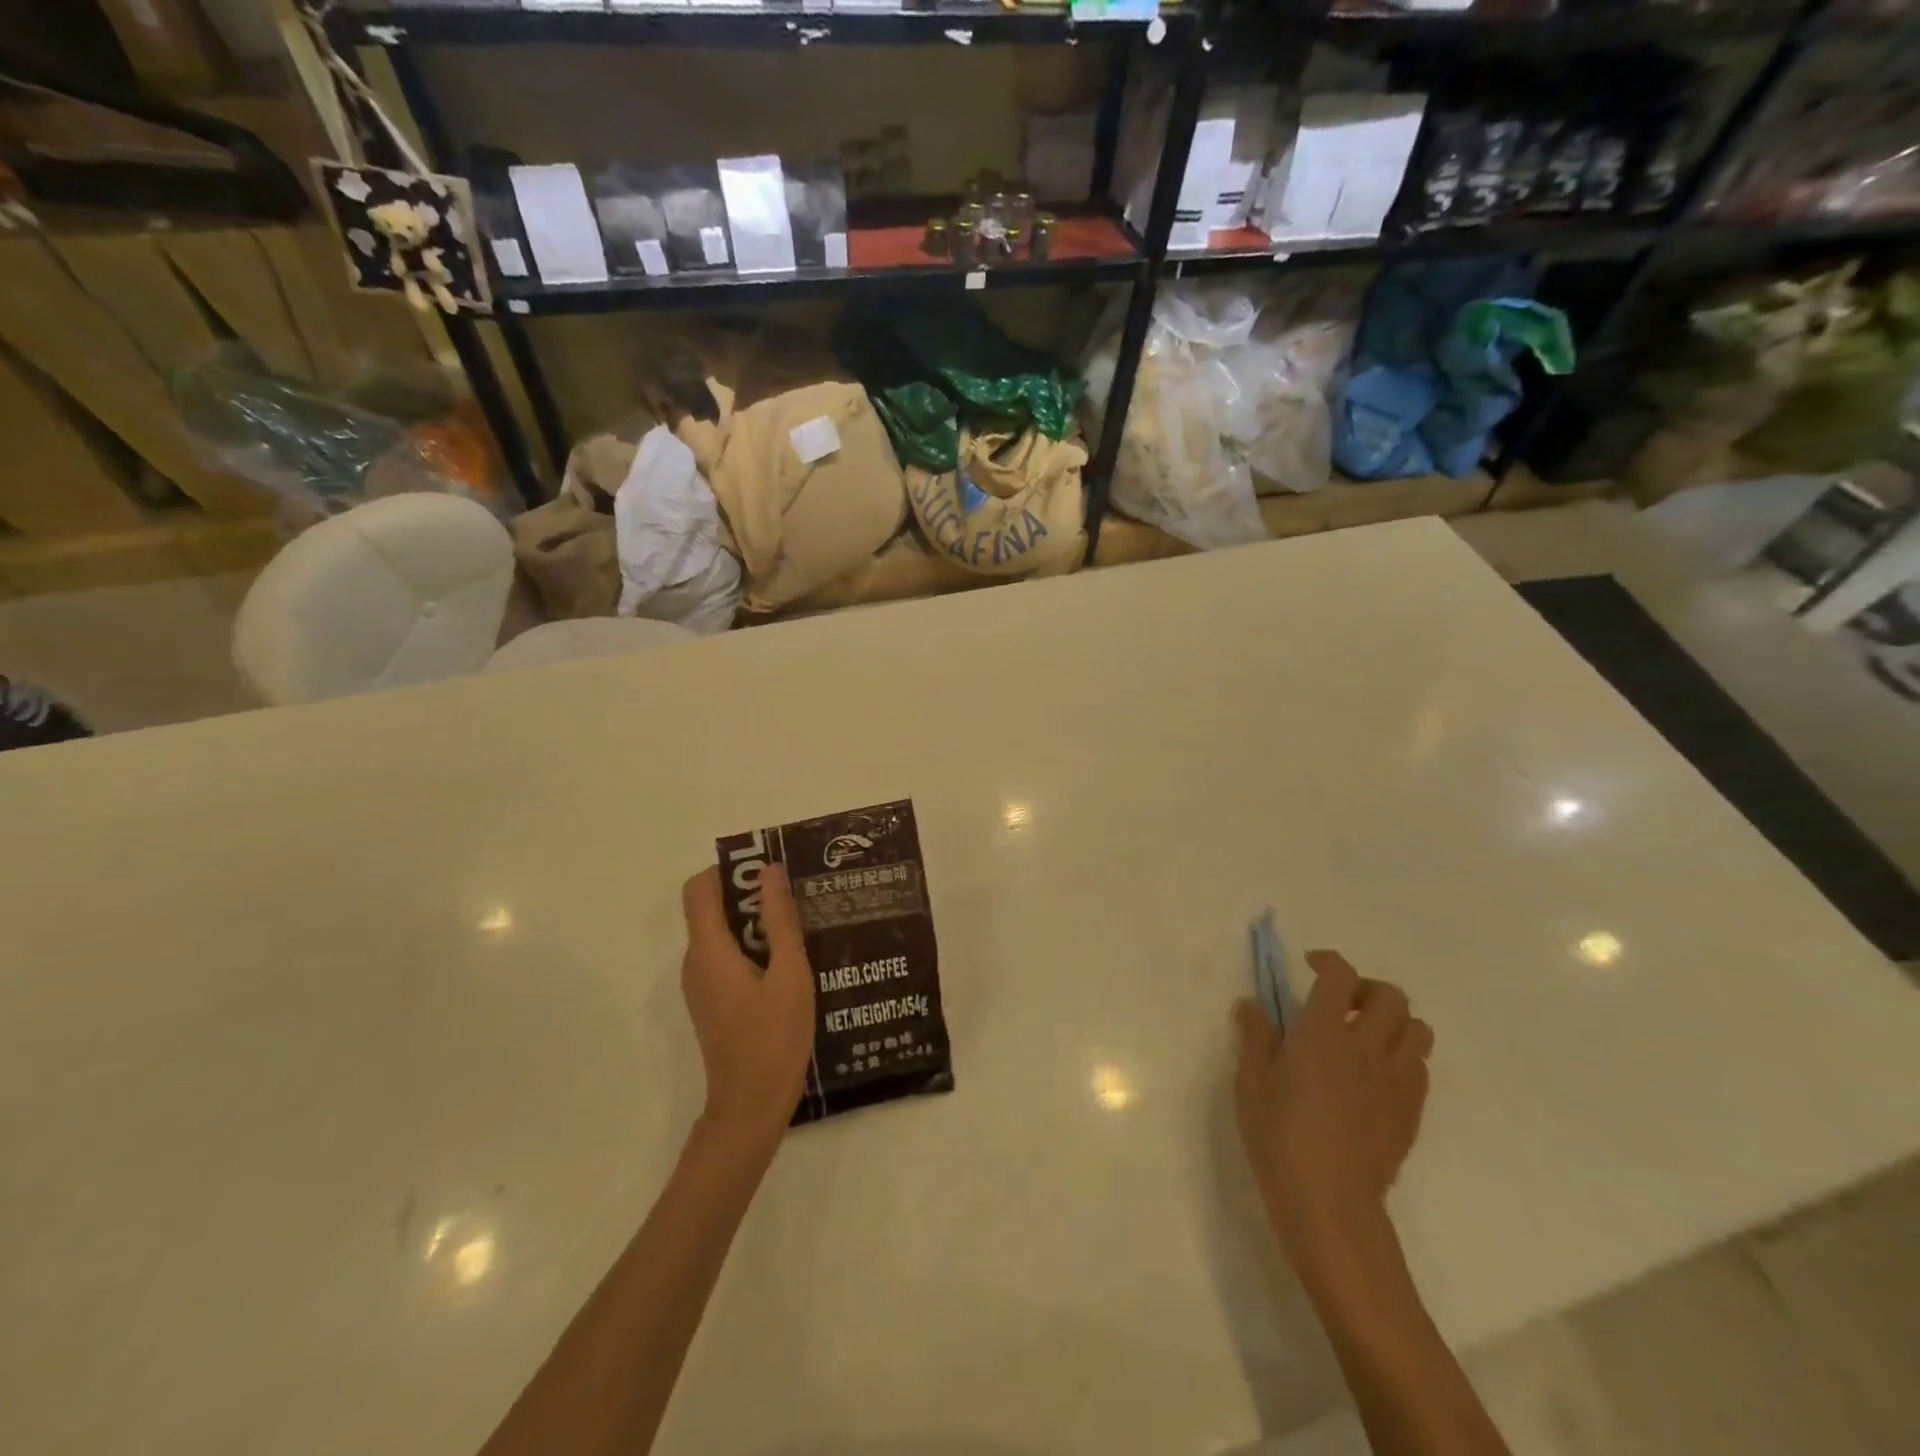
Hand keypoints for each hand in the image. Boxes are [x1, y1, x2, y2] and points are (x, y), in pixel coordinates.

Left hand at [680, 864, 815, 1148]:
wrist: (750, 1108)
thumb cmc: (773, 1039)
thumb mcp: (789, 974)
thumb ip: (780, 920)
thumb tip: (771, 871)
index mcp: (709, 951)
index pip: (699, 889)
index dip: (727, 870)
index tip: (767, 870)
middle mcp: (696, 962)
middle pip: (711, 909)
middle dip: (750, 894)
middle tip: (795, 893)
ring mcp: (702, 984)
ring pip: (722, 934)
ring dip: (755, 921)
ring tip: (801, 923)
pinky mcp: (713, 1001)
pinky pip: (727, 957)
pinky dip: (753, 947)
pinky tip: (790, 960)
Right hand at [1233, 950, 1433, 1271]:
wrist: (1329, 1202)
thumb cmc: (1279, 1135)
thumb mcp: (1250, 1081)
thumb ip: (1254, 1036)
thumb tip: (1251, 1004)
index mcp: (1323, 1031)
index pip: (1339, 975)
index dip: (1328, 961)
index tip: (1309, 966)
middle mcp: (1367, 1045)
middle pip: (1390, 995)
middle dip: (1366, 988)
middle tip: (1341, 1003)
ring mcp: (1396, 1080)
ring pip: (1418, 1029)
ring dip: (1394, 1022)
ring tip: (1365, 1037)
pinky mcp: (1411, 1111)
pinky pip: (1420, 1067)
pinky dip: (1403, 1057)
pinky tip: (1375, 1076)